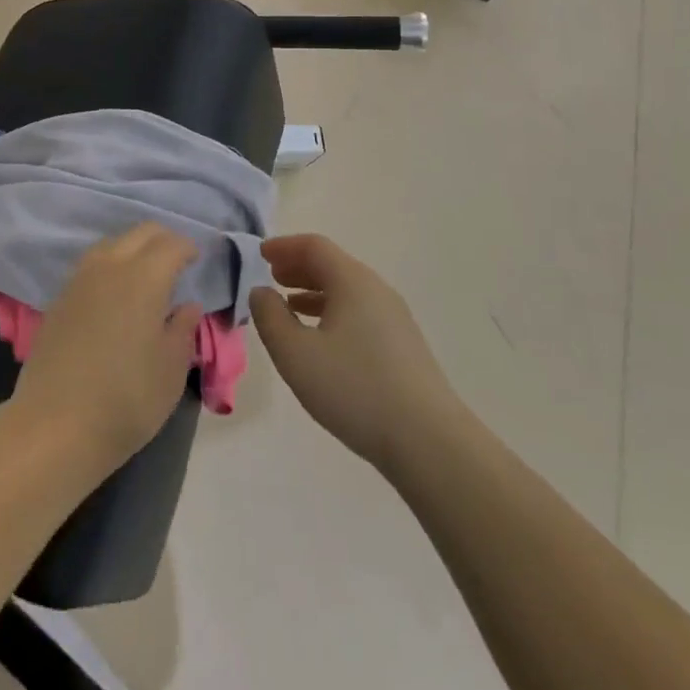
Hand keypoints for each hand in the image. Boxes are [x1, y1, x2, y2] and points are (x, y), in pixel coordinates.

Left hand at [12, 223, 201, 478]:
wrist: (56, 423)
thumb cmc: (127, 398)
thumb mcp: (171, 369)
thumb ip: (182, 330)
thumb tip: (187, 305)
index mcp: (143, 277)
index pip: (170, 244)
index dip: (187, 247)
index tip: (197, 259)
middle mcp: (109, 266)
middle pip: (139, 233)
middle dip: (161, 239)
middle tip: (176, 259)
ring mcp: (79, 279)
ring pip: (111, 244)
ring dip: (132, 249)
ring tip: (146, 274)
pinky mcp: (59, 298)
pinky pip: (91, 265)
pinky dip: (109, 266)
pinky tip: (114, 292)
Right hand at [250, 233, 459, 469]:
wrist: (430, 442)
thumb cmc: (355, 389)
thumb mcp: (295, 354)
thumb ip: (270, 317)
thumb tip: (261, 292)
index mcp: (352, 281)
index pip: (314, 246)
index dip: (284, 246)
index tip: (260, 254)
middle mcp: (376, 290)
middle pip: (333, 264)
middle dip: (298, 266)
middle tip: (272, 275)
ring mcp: (395, 319)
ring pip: (348, 290)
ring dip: (314, 290)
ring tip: (290, 305)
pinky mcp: (403, 346)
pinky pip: (360, 311)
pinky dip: (333, 311)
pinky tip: (322, 339)